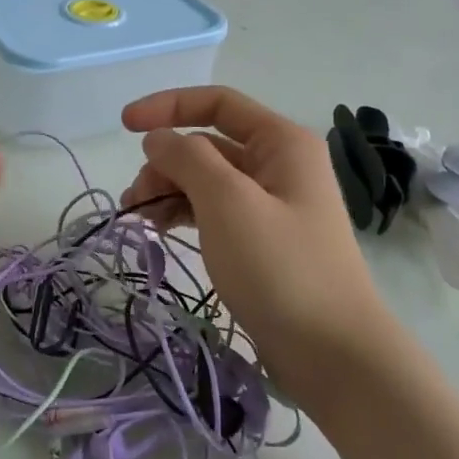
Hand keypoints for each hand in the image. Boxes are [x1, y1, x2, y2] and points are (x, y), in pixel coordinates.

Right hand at [121, 87, 390, 384]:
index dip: (167, 107)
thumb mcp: (228, 203)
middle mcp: (279, 164)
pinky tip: (162, 230)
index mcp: (281, 143)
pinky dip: (185, 213)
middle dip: (165, 162)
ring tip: (140, 219)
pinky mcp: (264, 239)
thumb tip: (157, 139)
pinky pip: (215, 210)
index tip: (124, 126)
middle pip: (208, 144)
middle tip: (134, 199)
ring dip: (170, 190)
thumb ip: (187, 159)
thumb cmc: (281, 268)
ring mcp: (273, 204)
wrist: (334, 354)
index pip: (217, 103)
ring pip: (207, 179)